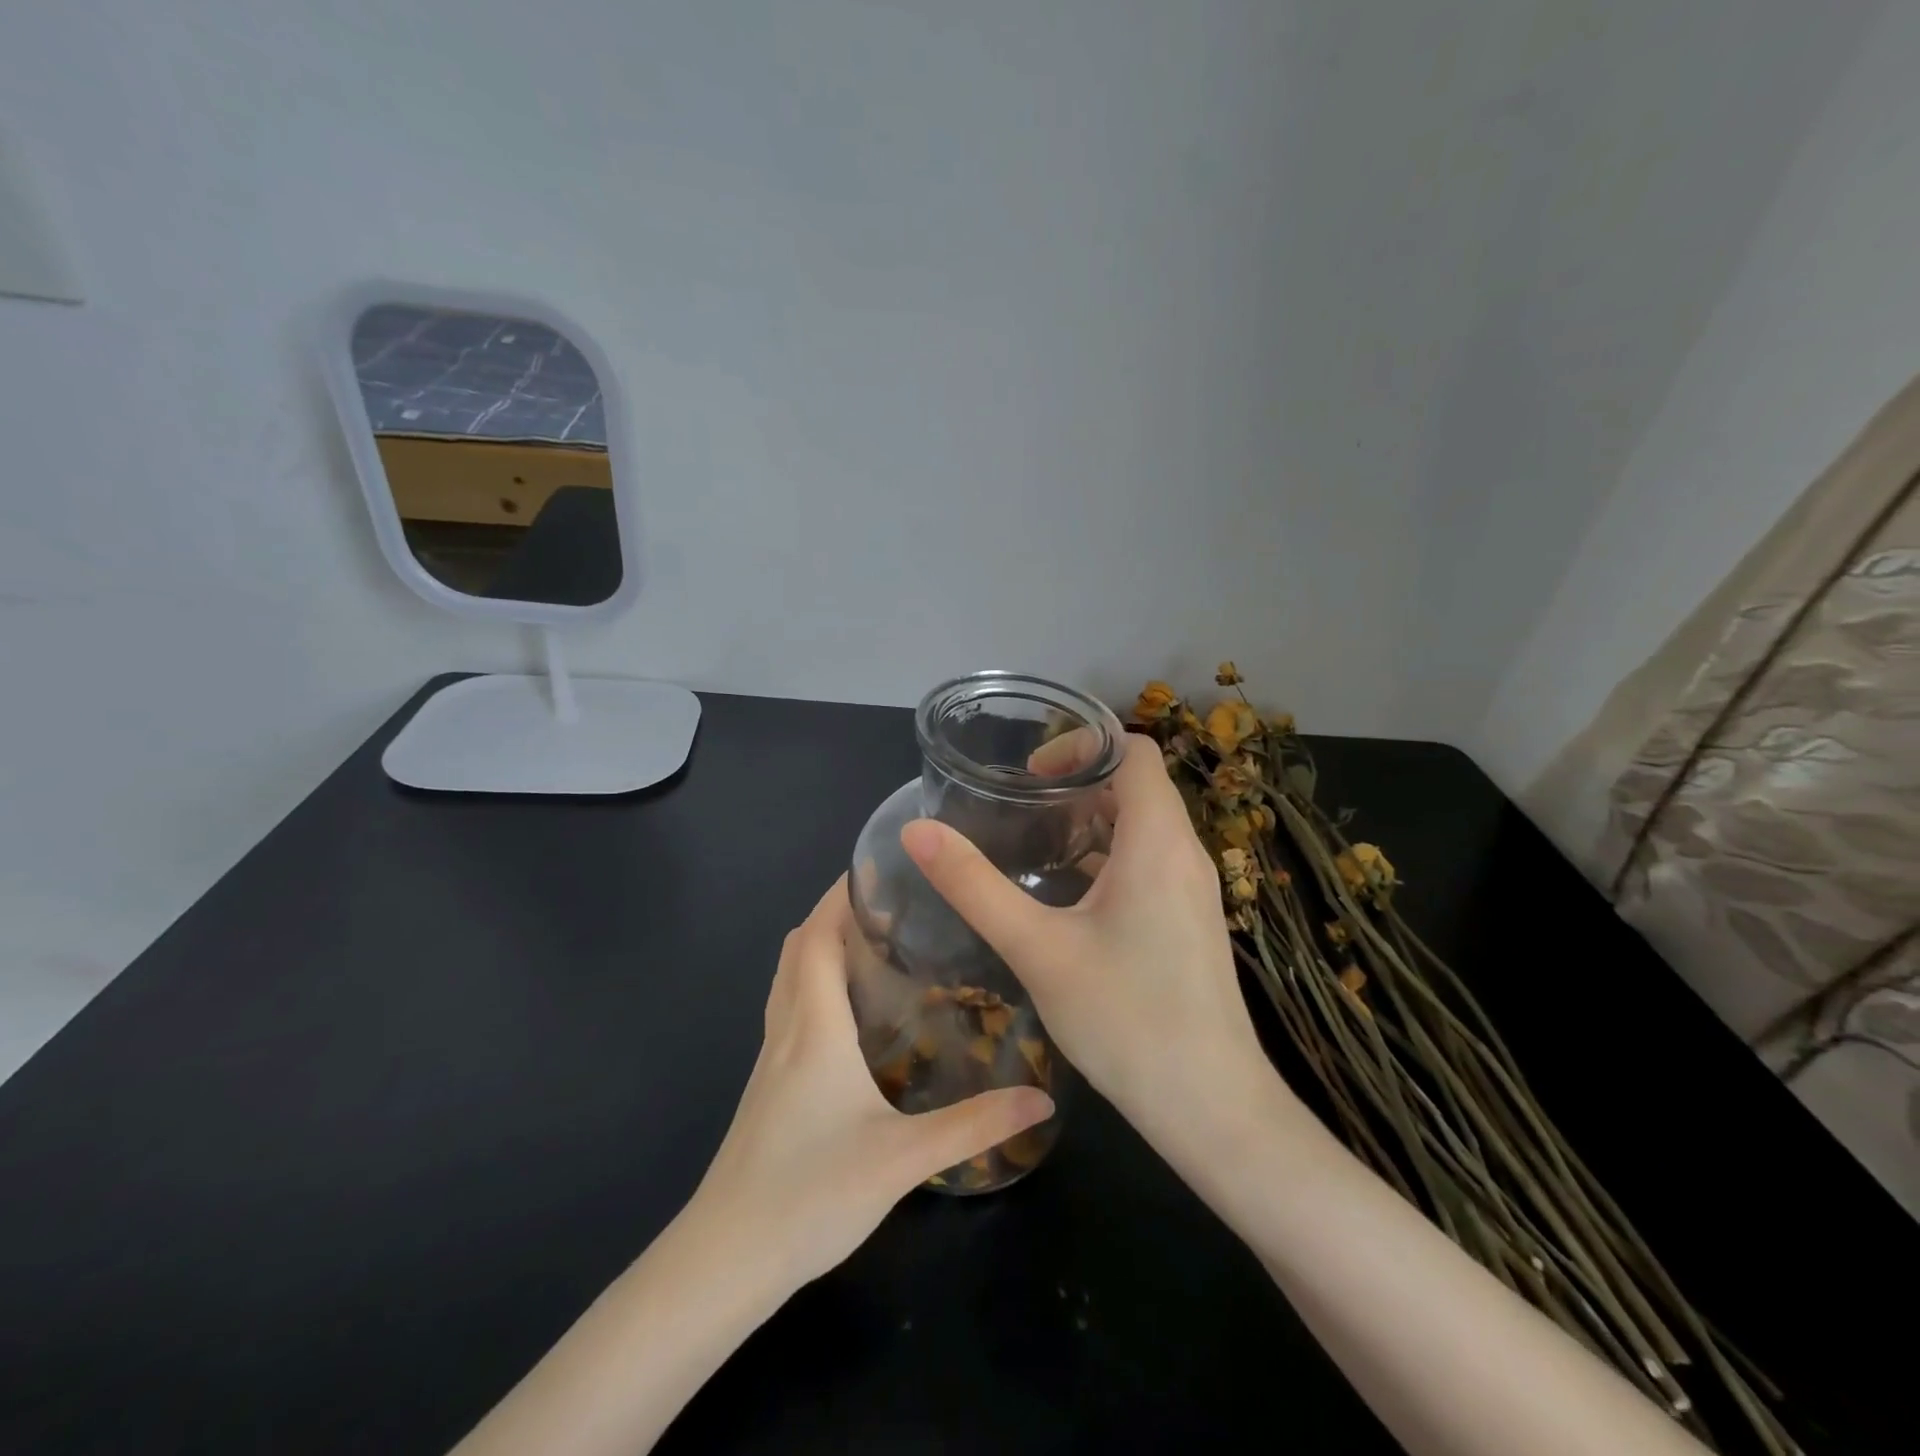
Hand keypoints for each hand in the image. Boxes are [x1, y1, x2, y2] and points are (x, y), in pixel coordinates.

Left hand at [689, 877, 1054, 1288]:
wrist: (725, 1259)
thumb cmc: (809, 1194)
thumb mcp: (902, 1158)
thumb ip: (974, 1126)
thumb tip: (1041, 1100)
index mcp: (815, 1025)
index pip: (820, 934)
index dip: (842, 892)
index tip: (881, 866)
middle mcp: (787, 1027)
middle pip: (801, 944)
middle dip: (837, 910)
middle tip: (892, 902)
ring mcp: (770, 1056)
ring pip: (790, 974)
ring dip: (821, 943)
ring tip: (874, 940)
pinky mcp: (767, 1083)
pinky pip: (788, 1005)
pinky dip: (813, 980)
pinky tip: (848, 1010)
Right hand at [900, 734, 1272, 1144]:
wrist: (1212, 1109)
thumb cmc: (1126, 1021)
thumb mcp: (1037, 949)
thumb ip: (975, 886)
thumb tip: (917, 831)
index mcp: (1158, 841)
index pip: (1134, 751)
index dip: (1082, 745)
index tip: (1030, 775)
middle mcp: (1185, 853)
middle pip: (1136, 785)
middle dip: (1078, 783)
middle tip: (1021, 808)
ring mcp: (1193, 890)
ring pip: (1143, 826)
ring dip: (1092, 821)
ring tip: (1035, 846)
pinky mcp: (1189, 921)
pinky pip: (1149, 862)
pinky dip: (1108, 856)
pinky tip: (1066, 897)